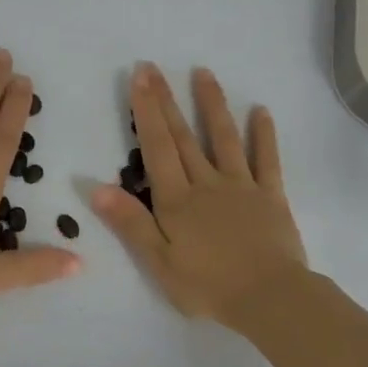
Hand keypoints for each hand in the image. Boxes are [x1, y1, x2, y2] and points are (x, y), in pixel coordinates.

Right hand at [92, 63, 306, 326]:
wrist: (269, 298)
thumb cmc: (208, 286)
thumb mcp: (158, 262)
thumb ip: (130, 223)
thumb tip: (97, 188)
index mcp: (176, 200)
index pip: (157, 147)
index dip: (146, 111)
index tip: (139, 77)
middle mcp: (207, 183)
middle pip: (183, 136)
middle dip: (167, 100)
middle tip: (154, 67)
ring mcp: (241, 186)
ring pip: (223, 138)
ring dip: (212, 105)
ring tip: (204, 73)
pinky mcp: (271, 196)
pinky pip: (267, 160)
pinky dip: (264, 135)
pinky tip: (261, 111)